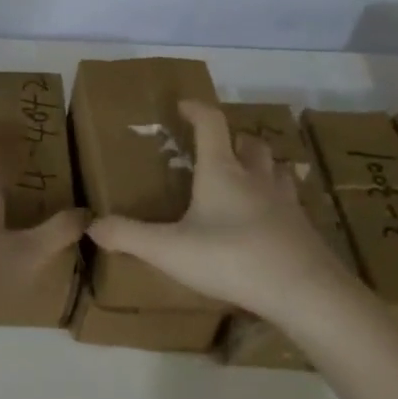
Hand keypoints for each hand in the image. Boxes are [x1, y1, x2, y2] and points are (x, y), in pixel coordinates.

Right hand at [88, 100, 350, 322]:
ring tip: (247, 177)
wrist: (306, 293)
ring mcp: (285, 202)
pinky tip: (270, 218)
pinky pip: (291, 201)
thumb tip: (92, 226)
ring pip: (276, 168)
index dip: (196, 109)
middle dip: (233, 138)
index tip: (183, 106)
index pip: (211, 124)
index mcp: (222, 172)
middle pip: (250, 143)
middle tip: (217, 148)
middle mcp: (255, 178)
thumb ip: (129, 236)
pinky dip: (278, 199)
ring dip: (261, 164)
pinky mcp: (304, 228)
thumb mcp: (169, 251)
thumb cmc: (232, 259)